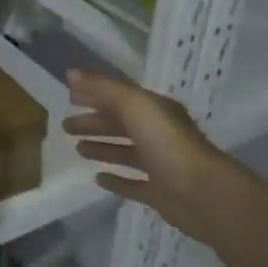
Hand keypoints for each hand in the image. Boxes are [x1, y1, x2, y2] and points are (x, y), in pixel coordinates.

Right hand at [63, 69, 234, 243]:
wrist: (202, 192)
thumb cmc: (166, 142)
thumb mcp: (133, 104)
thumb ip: (102, 88)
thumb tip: (70, 73)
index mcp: (154, 111)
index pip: (119, 98)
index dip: (94, 95)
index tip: (68, 97)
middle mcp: (158, 134)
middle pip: (120, 124)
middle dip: (93, 123)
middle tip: (65, 126)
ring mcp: (159, 165)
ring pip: (125, 152)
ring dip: (102, 148)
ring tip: (77, 149)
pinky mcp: (159, 193)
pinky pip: (133, 184)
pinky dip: (116, 181)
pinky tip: (98, 179)